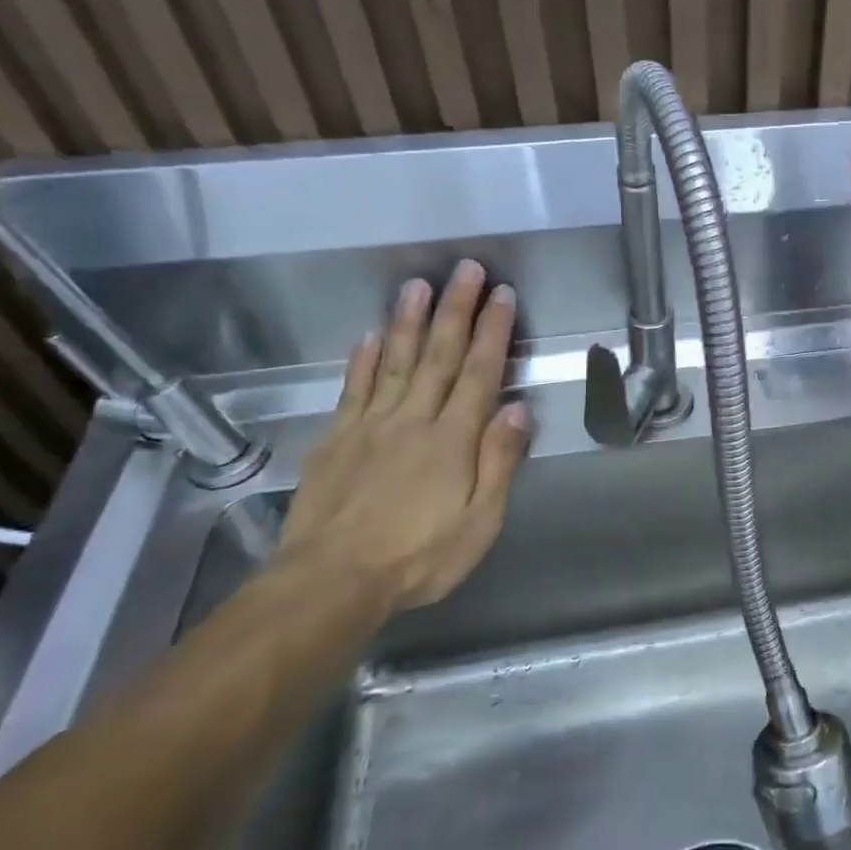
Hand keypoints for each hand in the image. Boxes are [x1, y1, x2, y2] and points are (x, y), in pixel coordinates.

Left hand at [278, 263, 530, 613]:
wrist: (331, 581)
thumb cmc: (418, 557)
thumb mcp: (480, 522)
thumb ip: (499, 463)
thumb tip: (519, 411)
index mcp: (453, 440)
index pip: (478, 374)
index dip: (492, 332)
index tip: (502, 295)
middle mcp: (413, 420)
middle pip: (439, 356)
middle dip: (456, 310)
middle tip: (466, 269)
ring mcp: (370, 426)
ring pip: (396, 362)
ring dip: (411, 321)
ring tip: (419, 284)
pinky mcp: (337, 439)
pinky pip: (354, 389)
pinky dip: (365, 360)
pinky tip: (372, 336)